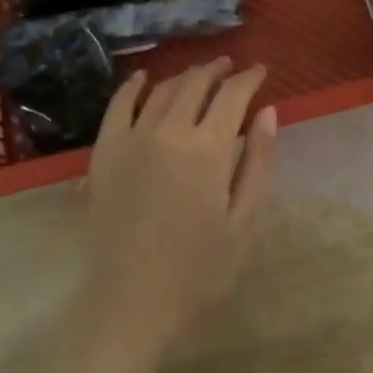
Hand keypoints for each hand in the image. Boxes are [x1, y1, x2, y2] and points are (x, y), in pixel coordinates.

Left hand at [32, 58, 275, 372]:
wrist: (131, 304)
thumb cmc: (198, 271)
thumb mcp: (243, 221)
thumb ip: (258, 161)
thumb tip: (268, 111)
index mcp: (209, 148)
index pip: (233, 94)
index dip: (249, 78)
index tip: (260, 71)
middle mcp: (170, 130)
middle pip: (197, 83)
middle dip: (218, 70)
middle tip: (230, 68)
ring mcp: (133, 138)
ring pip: (161, 90)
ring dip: (184, 76)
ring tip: (198, 75)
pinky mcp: (104, 151)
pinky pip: (118, 106)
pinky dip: (132, 86)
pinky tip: (143, 79)